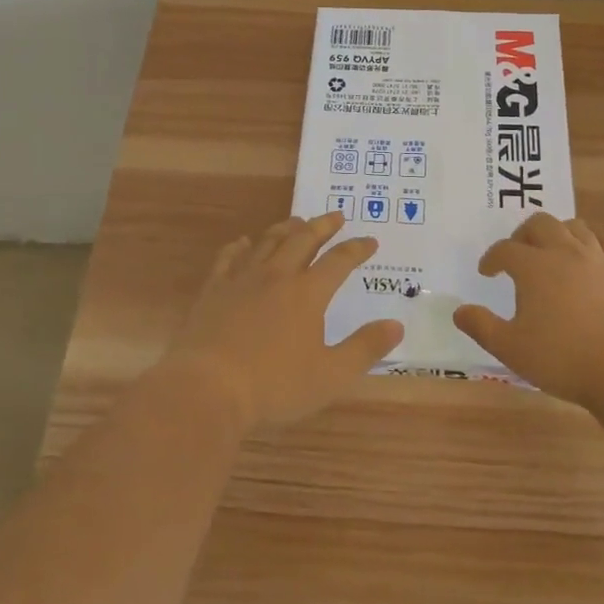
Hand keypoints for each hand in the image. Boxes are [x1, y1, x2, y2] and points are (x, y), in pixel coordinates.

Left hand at [162, 212, 404, 429]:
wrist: (207, 387)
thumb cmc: (274, 385)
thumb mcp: (330, 375)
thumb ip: (365, 348)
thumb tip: (397, 324)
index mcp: (308, 293)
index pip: (339, 262)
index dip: (356, 249)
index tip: (370, 240)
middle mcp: (277, 276)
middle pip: (303, 240)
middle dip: (322, 226)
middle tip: (335, 216)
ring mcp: (242, 279)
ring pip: (268, 242)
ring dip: (286, 228)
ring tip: (296, 221)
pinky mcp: (213, 290)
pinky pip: (229, 258)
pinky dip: (240, 246)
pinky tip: (243, 243)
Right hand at [453, 212, 603, 408]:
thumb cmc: (563, 358)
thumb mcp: (511, 349)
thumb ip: (482, 327)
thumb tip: (459, 311)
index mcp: (534, 266)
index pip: (506, 249)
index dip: (492, 258)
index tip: (486, 272)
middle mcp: (565, 252)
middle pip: (540, 223)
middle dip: (523, 234)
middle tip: (517, 253)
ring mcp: (598, 259)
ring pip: (575, 227)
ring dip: (558, 233)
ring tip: (551, 253)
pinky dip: (590, 250)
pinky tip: (588, 267)